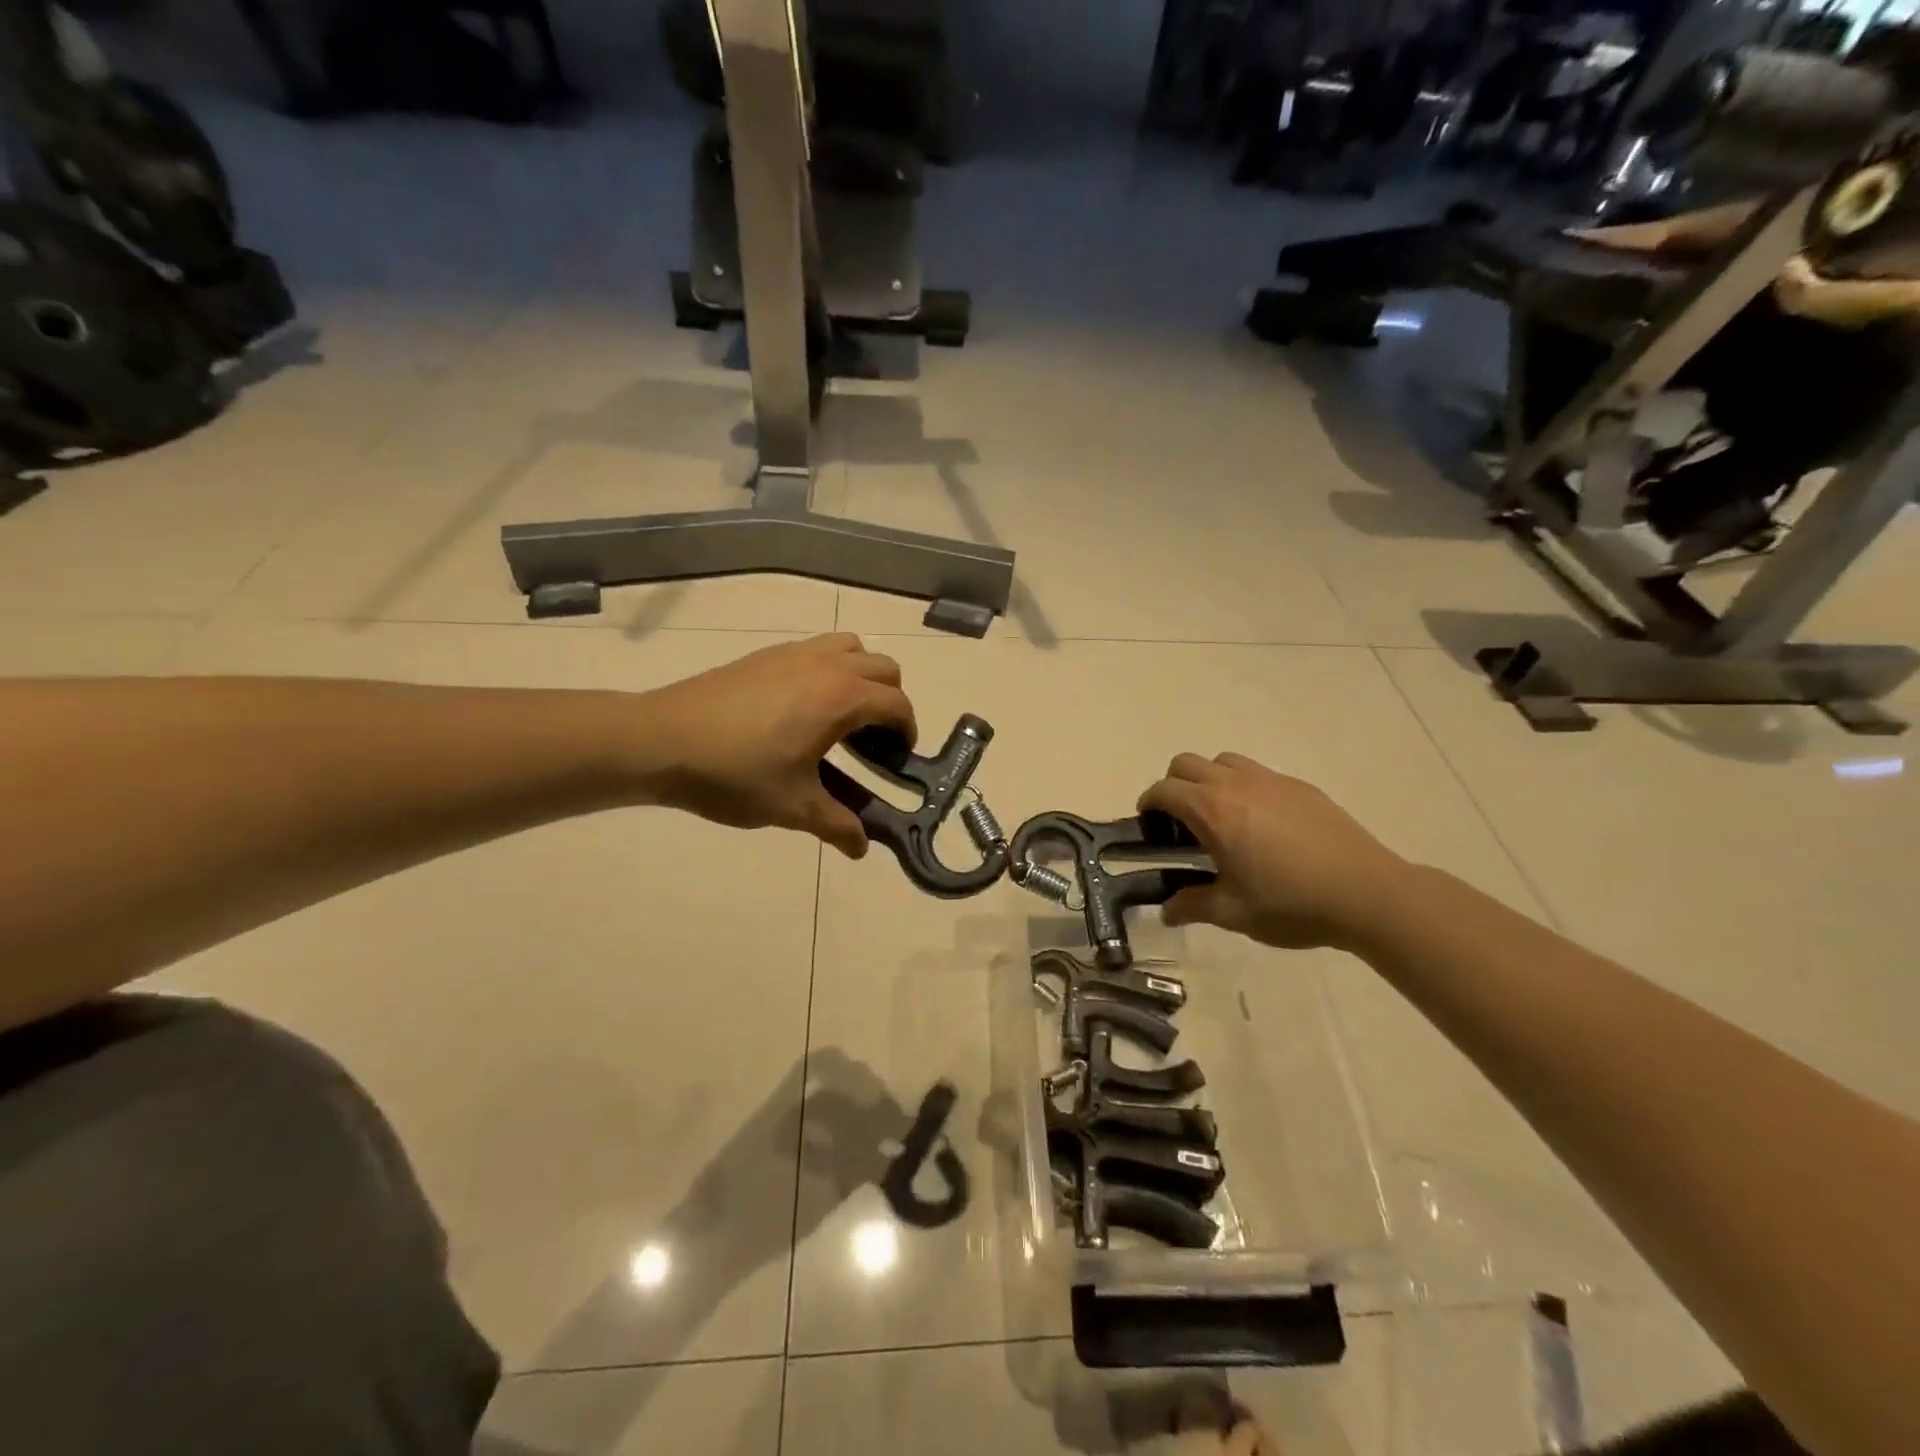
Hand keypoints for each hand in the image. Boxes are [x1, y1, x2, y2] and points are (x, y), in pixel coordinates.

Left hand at [640, 634, 914, 857]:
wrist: (660, 740)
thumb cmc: (734, 774)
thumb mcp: (792, 807)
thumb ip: (837, 825)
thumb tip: (862, 848)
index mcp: (840, 698)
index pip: (897, 705)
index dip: (907, 733)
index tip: (897, 760)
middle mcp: (825, 666)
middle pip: (883, 669)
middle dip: (891, 702)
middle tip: (873, 741)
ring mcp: (793, 654)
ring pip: (851, 648)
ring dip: (862, 676)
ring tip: (842, 716)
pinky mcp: (765, 654)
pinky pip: (817, 649)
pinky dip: (829, 669)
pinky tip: (801, 709)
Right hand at [1138, 753, 1408, 950]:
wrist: (1367, 893)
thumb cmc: (1290, 903)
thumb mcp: (1233, 912)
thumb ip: (1192, 906)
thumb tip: (1167, 911)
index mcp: (1213, 811)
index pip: (1164, 789)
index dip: (1148, 803)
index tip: (1148, 823)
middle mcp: (1236, 784)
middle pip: (1187, 763)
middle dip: (1173, 785)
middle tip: (1180, 821)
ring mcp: (1271, 781)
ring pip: (1224, 761)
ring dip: (1209, 780)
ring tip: (1221, 817)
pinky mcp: (1301, 787)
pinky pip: (1258, 774)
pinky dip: (1244, 787)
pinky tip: (1262, 825)